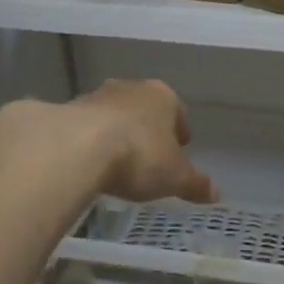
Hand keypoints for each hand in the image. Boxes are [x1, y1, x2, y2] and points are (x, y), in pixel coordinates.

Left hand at [71, 79, 216, 204]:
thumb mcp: (175, 177)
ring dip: (118, 134)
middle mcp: (131, 88)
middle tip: (149, 156)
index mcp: (163, 96)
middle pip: (144, 110)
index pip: (178, 111)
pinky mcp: (68, 111)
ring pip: (115, 116)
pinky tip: (91, 164)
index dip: (180, 132)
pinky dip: (91, 142)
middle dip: (148, 130)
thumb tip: (216, 194)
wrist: (76, 148)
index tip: (179, 150)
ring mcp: (97, 96)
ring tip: (118, 163)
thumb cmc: (139, 156)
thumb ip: (195, 183)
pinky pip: (87, 128)